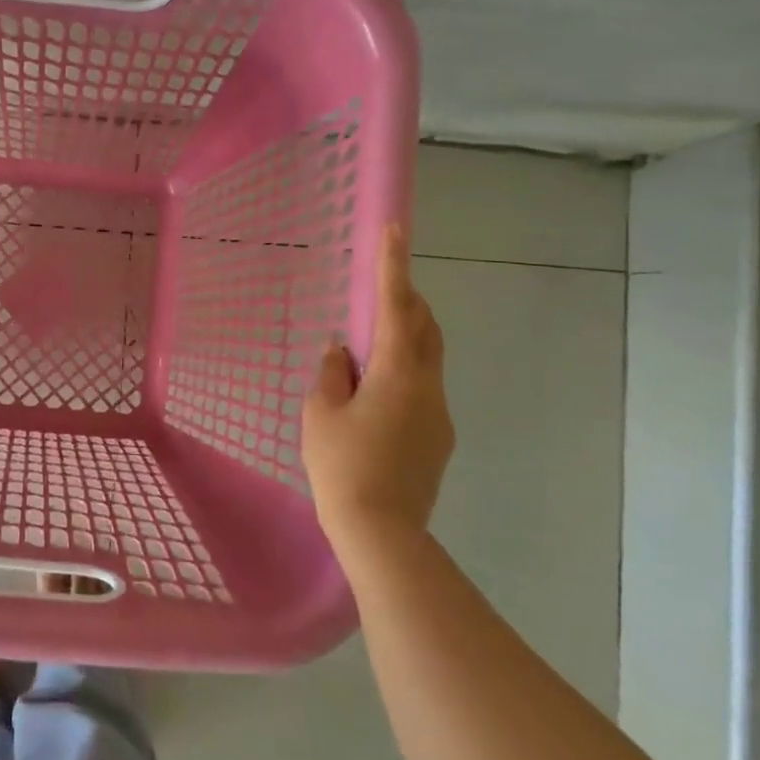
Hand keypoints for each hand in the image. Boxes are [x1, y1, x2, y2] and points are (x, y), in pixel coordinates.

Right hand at [301, 223, 454, 567]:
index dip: (394, 265)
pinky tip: (372, 401)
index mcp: (398, 372)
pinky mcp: (438, 439)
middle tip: (382, 291)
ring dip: (403, 343)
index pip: (397, 306)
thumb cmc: (342, 465)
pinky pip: (422, 391)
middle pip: (425, 329)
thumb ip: (331, 374)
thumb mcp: (320, 413)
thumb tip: (342, 352)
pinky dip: (401, 377)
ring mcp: (439, 414)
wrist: (381, 531)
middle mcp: (429, 386)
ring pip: (426, 361)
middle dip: (407, 302)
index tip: (396, 228)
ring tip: (365, 354)